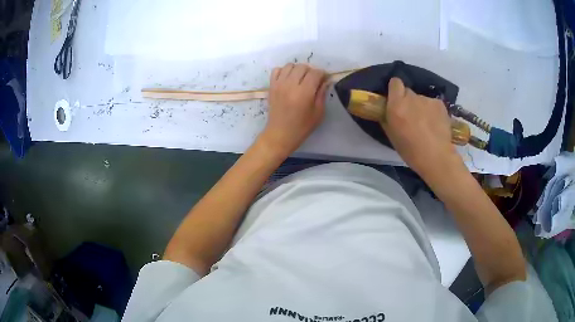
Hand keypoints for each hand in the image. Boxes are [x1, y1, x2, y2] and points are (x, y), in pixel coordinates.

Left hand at [259, 63, 328, 157]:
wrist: (280, 134)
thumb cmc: (302, 126)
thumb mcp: (318, 112)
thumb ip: (322, 94)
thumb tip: (326, 80)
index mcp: (304, 92)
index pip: (315, 73)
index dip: (322, 74)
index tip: (325, 79)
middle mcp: (290, 85)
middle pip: (303, 66)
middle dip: (311, 71)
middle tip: (313, 80)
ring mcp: (279, 84)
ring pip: (290, 65)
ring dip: (297, 69)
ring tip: (300, 79)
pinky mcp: (272, 86)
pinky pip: (277, 70)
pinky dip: (284, 71)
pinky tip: (288, 79)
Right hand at [381, 78, 463, 178]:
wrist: (436, 157)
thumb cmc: (410, 151)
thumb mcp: (391, 136)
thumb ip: (387, 118)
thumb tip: (385, 109)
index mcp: (397, 105)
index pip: (395, 82)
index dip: (395, 89)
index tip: (396, 98)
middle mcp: (412, 98)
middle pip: (408, 92)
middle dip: (407, 100)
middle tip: (411, 115)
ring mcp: (427, 100)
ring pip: (421, 99)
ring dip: (421, 107)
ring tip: (425, 123)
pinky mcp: (440, 104)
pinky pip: (432, 103)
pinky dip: (432, 110)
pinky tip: (435, 123)